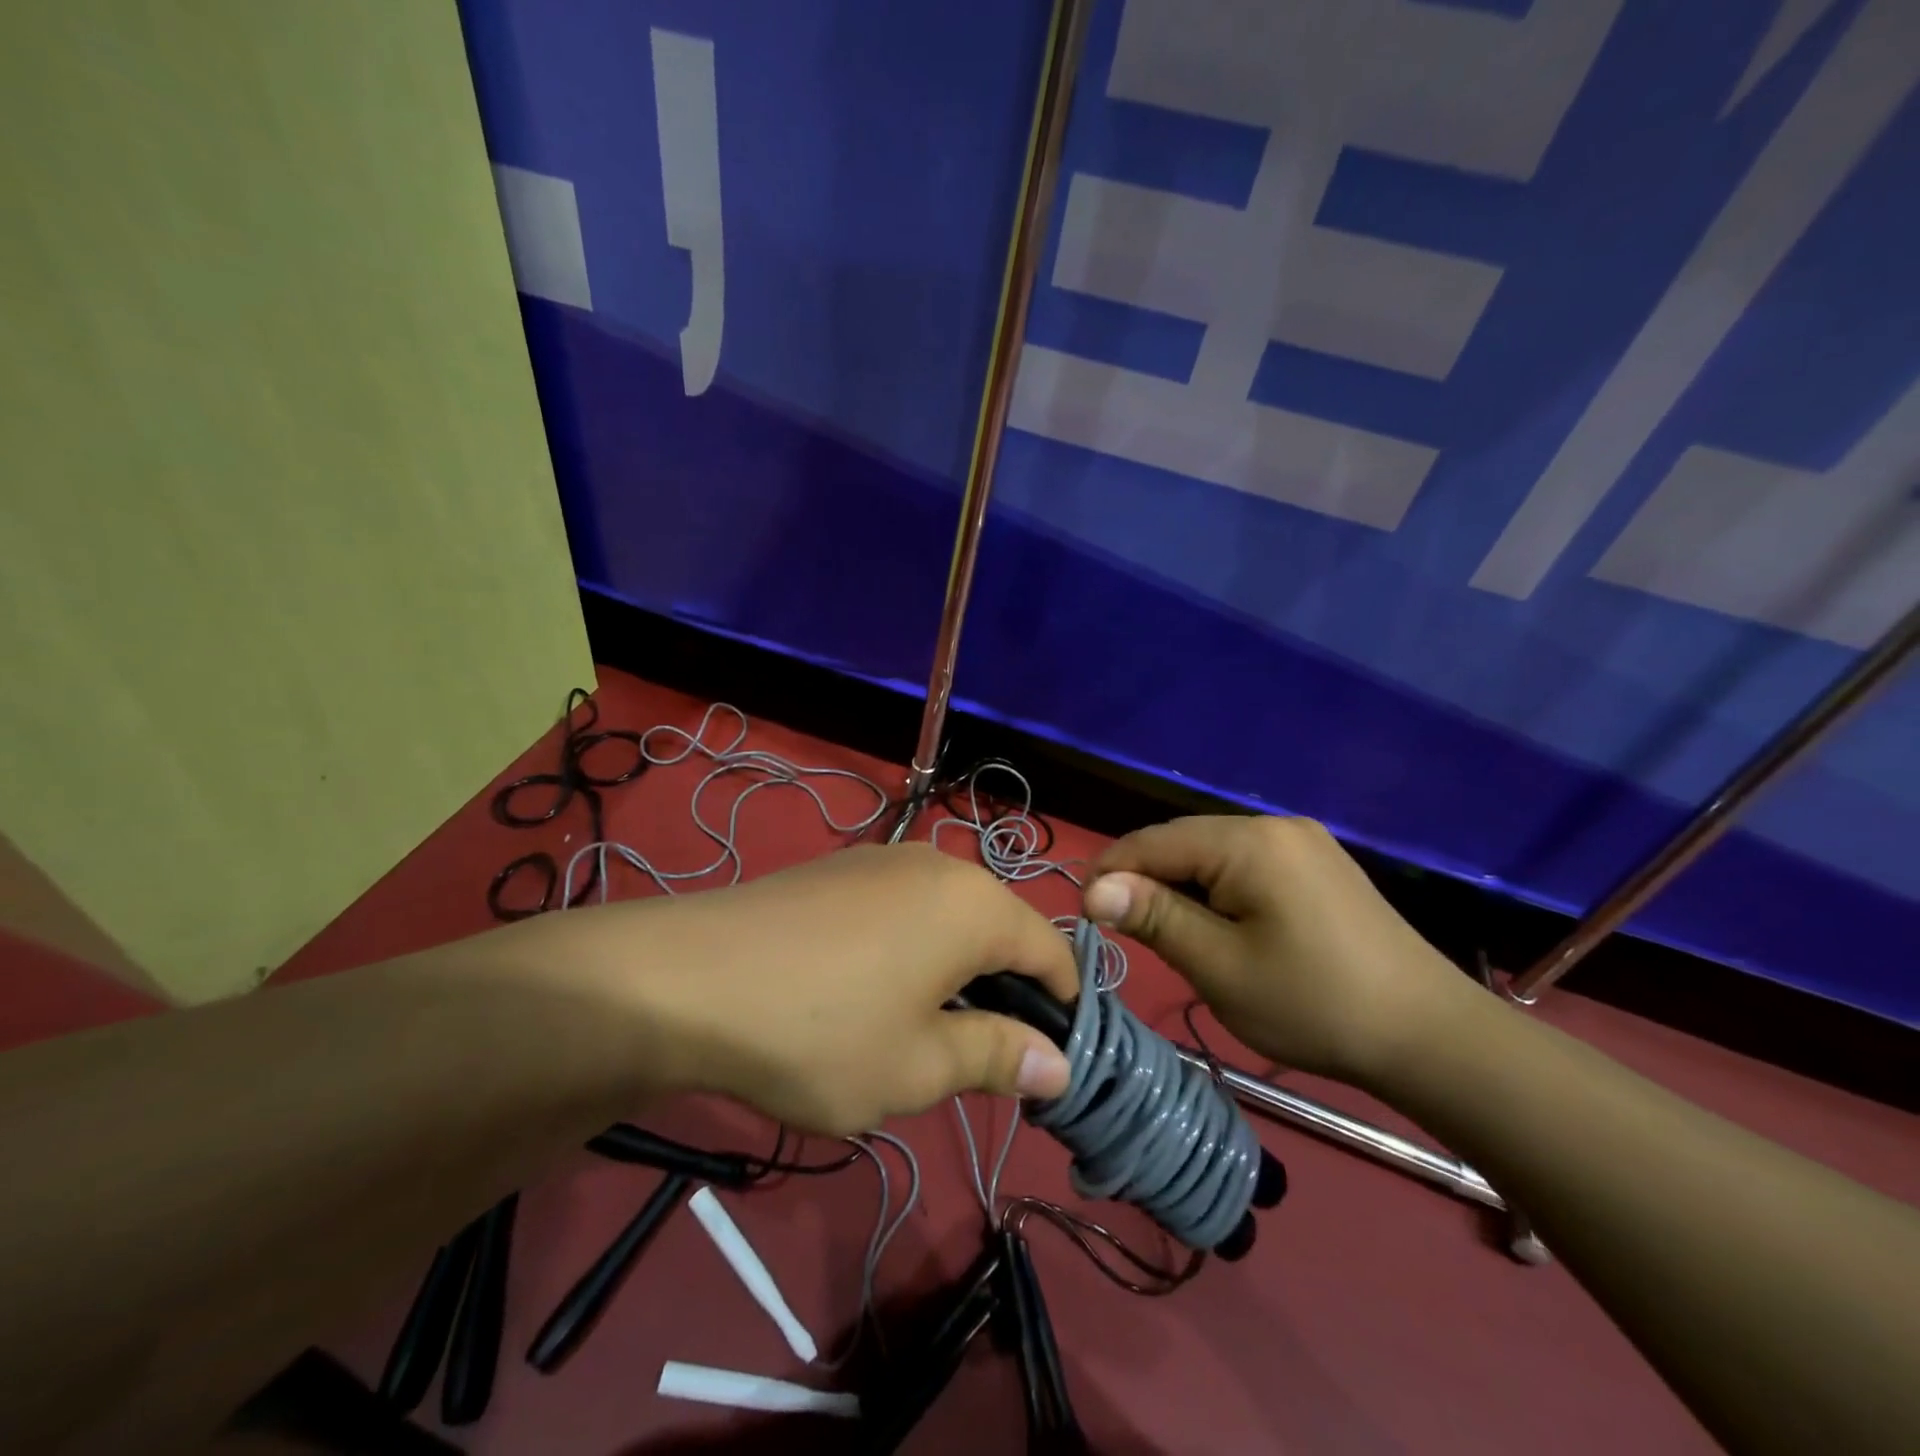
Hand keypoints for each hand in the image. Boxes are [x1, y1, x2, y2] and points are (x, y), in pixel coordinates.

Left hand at [594, 844, 1077, 1134]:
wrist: (686, 979)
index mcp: (975, 905)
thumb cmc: (821, 1032)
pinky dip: (911, 949)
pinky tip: (866, 992)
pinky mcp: (839, 869)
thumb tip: (1058, 1063)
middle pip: (1000, 930)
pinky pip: (903, 908)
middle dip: (1003, 993)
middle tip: (974, 1060)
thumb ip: (996, 1057)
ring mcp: (884, 859)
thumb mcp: (918, 1066)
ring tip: (918, 1031)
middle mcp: (939, 866)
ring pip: (949, 918)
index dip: (1061, 1010)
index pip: (1053, 952)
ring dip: (955, 972)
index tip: (1044, 1066)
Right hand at [1082, 816, 1467, 1084]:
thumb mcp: (1220, 966)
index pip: (1154, 842)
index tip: (1084, 916)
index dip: (1111, 874)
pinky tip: (1217, 923)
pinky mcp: (1318, 863)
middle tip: (1122, 931)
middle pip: (1184, 842)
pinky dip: (1217, 888)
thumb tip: (1093, 888)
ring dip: (1180, 885)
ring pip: (1213, 853)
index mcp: (1249, 841)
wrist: (1431, 1036)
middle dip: (1145, 880)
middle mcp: (1274, 824)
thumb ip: (1154, 917)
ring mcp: (1302, 840)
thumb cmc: (1314, 1004)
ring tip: (1166, 932)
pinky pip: (1246, 863)